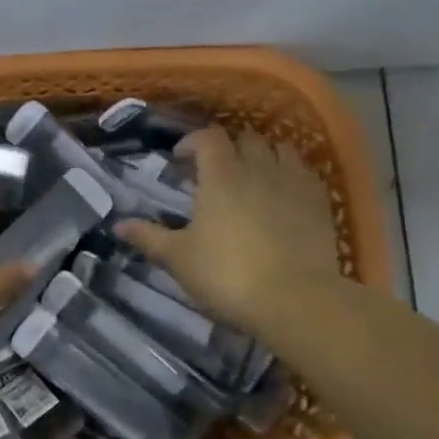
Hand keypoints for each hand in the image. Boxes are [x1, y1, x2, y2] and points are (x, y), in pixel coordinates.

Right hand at [115, 128, 342, 336]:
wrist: (296, 300)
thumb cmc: (227, 275)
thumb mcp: (178, 259)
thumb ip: (149, 237)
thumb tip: (118, 224)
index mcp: (221, 176)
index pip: (208, 138)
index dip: (192, 142)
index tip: (179, 160)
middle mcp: (259, 169)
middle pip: (246, 138)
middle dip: (228, 147)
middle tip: (214, 169)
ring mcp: (294, 184)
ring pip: (280, 149)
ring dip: (263, 154)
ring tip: (252, 174)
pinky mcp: (321, 203)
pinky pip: (305, 173)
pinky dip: (291, 173)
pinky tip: (283, 193)